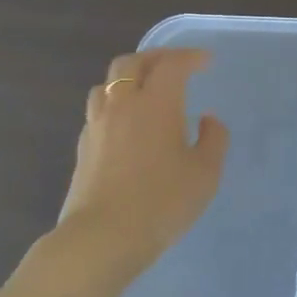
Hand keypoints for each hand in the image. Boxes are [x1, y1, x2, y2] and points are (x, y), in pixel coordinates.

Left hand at [52, 49, 229, 277]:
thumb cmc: (163, 201)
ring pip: (107, 83)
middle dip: (156, 58)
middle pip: (131, 63)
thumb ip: (214, 139)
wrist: (103, 238)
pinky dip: (116, 104)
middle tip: (176, 65)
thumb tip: (207, 119)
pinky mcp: (83, 148)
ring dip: (129, 78)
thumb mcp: (206, 172)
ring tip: (147, 90)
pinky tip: (128, 124)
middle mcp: (122, 105)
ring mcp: (97, 125)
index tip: (206, 61)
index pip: (171, 65)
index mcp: (156, 103)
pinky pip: (98, 110)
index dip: (190, 57)